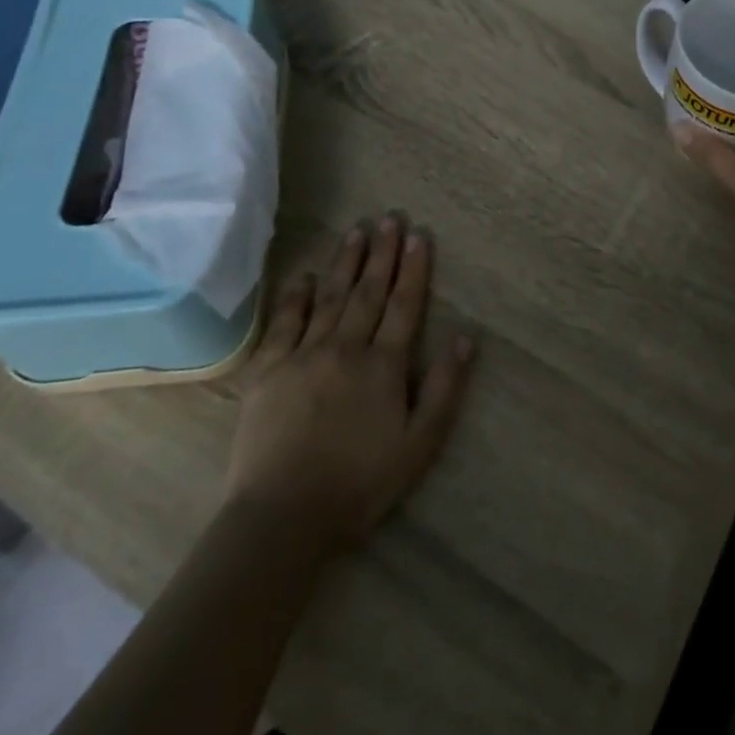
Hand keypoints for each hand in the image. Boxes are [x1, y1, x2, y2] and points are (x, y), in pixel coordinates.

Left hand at [223, 215, 474, 556]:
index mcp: (383, 365)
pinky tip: (303, 276)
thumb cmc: (359, 483)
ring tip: (356, 231)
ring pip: (329, 297)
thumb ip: (445, 388)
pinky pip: (284, 323)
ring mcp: (303, 355)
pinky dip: (295, 297)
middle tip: (390, 218)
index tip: (419, 235)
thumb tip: (466, 337)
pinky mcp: (268, 371)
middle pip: (368, 291)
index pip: (404, 305)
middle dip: (382, 253)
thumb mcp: (420, 444)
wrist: (282, 517)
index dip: (414, 269)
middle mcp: (345, 348)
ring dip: (345, 262)